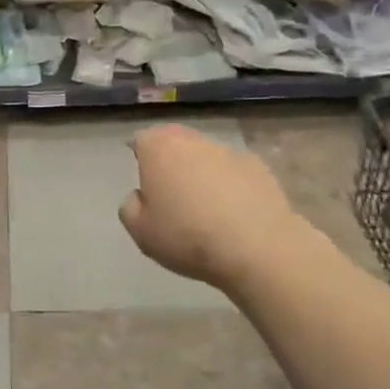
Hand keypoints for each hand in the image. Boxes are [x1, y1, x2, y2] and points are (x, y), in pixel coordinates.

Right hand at [118, 125, 310, 294]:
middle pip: (175, 141)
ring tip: (205, 206)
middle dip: (171, 160)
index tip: (143, 180)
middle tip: (170, 191)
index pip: (141, 140)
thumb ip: (130, 207)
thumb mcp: (140, 231)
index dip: (140, 157)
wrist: (257, 248)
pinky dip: (231, 185)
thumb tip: (141, 196)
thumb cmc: (187, 236)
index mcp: (159, 149)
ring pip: (206, 156)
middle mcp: (193, 141)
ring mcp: (229, 152)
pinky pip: (235, 172)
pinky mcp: (259, 168)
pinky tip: (234, 213)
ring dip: (202, 172)